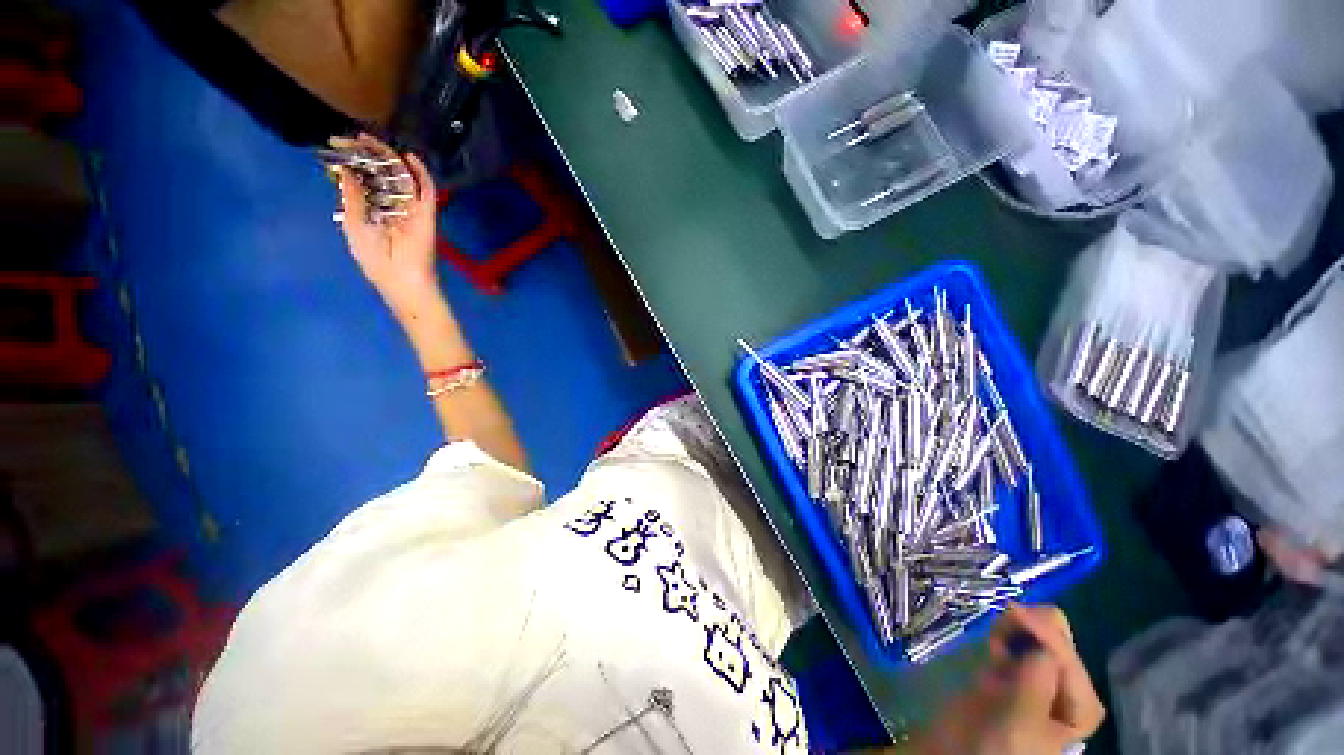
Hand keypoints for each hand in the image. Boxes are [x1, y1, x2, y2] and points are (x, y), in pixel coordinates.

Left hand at [331, 133, 443, 324]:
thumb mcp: (353, 225)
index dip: (351, 160)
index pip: (364, 178)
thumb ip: (351, 197)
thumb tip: (346, 169)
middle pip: (382, 173)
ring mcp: (411, 207)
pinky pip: (428, 190)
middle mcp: (391, 204)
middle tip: (351, 137)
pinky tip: (409, 157)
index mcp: (372, 209)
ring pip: (402, 176)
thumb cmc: (374, 258)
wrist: (401, 279)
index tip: (336, 144)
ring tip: (371, 139)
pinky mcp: (427, 213)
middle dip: (367, 153)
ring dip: (388, 157)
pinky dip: (421, 173)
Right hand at [911, 604, 1104, 754]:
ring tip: (995, 637)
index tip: (1011, 610)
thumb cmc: (999, 748)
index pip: (1068, 657)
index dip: (1043, 632)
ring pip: (1037, 632)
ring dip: (1015, 626)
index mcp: (1081, 705)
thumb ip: (1034, 686)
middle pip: (1059, 639)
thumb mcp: (1019, 724)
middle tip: (1002, 625)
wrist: (963, 753)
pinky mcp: (1012, 668)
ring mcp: (1039, 676)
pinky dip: (1004, 631)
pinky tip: (993, 641)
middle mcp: (1066, 686)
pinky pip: (1015, 637)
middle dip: (1032, 625)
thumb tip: (1041, 647)